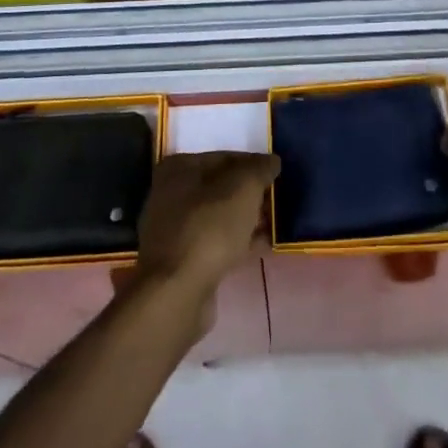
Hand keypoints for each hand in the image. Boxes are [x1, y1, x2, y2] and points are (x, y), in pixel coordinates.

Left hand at [133, 151, 279, 303]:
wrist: (178, 291)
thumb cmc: (209, 227)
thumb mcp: (243, 188)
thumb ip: (259, 169)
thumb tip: (272, 161)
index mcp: (178, 168)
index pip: (223, 157)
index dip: (253, 163)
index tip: (275, 174)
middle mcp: (170, 194)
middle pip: (219, 187)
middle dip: (249, 193)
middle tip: (276, 199)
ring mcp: (173, 230)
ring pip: (218, 216)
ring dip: (245, 219)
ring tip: (274, 223)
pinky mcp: (181, 261)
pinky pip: (216, 242)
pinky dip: (238, 242)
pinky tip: (262, 246)